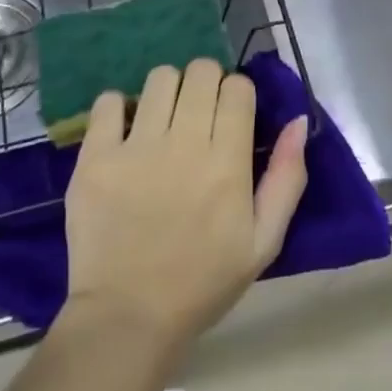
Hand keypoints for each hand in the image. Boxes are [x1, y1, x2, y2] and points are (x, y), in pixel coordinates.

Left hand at [63, 59, 308, 354]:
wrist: (128, 318)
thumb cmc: (203, 282)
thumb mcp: (263, 242)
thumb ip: (287, 178)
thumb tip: (296, 121)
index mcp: (227, 163)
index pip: (237, 88)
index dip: (237, 93)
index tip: (230, 114)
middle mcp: (184, 144)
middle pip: (201, 72)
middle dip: (206, 83)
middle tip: (198, 111)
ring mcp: (136, 148)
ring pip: (159, 78)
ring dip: (167, 90)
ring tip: (162, 118)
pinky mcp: (96, 157)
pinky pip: (107, 102)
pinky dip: (118, 107)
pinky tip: (124, 131)